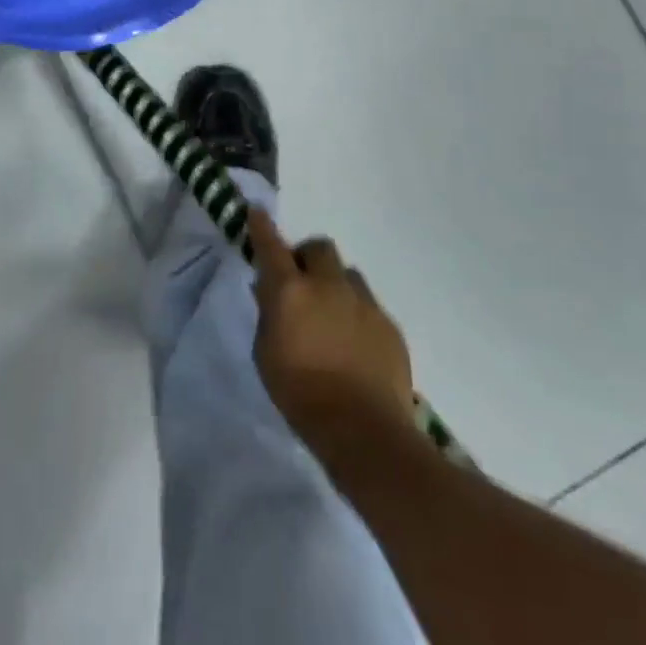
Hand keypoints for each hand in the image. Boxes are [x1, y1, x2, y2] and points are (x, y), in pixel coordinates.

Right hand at [250, 208, 420, 473]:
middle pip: (319, 248)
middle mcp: (328, 285)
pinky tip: (355, 344)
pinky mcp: (389, 325)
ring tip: (333, 316)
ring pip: (348, 274)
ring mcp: (363, 303)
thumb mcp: (266, 354)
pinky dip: (357, 314)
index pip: (271, 245)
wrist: (364, 432)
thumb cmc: (300, 394)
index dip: (262, 227)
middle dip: (308, 258)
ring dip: (336, 285)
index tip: (256, 212)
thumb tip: (269, 292)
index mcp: (291, 290)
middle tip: (303, 283)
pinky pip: (369, 306)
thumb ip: (268, 315)